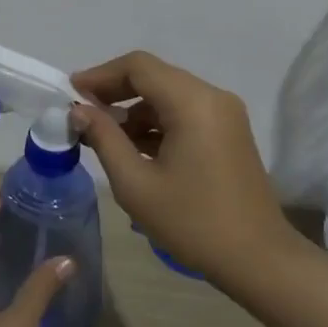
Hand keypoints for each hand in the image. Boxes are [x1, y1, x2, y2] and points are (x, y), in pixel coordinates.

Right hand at [71, 51, 289, 283]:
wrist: (257, 259)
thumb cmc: (192, 222)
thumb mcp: (136, 184)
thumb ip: (104, 139)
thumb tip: (78, 110)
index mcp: (192, 102)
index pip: (138, 66)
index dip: (100, 75)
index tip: (70, 93)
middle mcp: (212, 97)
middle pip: (154, 76)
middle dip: (114, 91)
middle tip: (80, 113)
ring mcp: (224, 114)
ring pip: (168, 95)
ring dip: (133, 110)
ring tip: (100, 136)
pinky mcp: (228, 133)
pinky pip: (184, 113)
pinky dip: (155, 123)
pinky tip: (131, 148)